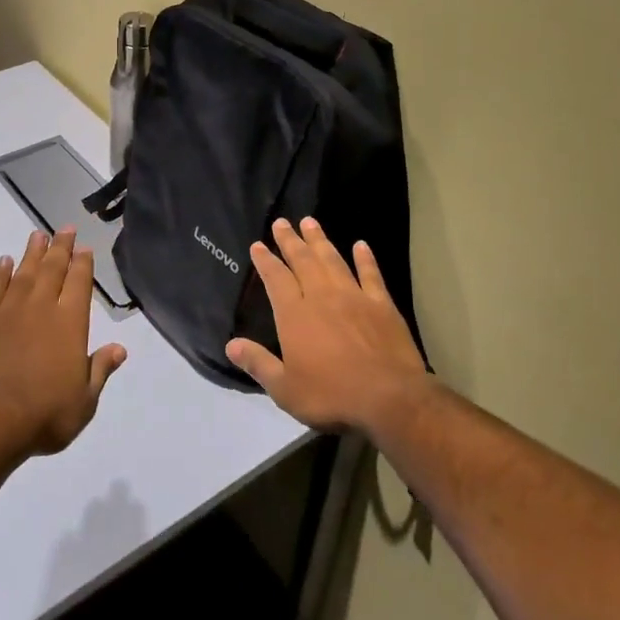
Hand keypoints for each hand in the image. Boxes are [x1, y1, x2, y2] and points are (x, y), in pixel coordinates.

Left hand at [0, 227, 126, 457]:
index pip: (79, 283)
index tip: (84, 247)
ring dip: (31, 253)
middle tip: (65, 228)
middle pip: (52, 270)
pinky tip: (3, 262)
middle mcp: (40, 308)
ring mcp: (7, 312)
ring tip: (37, 235)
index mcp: (70, 324)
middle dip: (60, 248)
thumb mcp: (84, 401)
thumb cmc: (44, 415)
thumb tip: (120, 348)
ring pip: (22, 273)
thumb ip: (100, 370)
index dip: (83, 264)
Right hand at [226, 218, 427, 434]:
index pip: (276, 279)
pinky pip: (371, 274)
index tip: (258, 245)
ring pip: (332, 260)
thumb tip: (231, 344)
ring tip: (310, 222)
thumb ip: (258, 363)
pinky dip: (365, 258)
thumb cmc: (331, 395)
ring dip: (320, 240)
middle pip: (303, 261)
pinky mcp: (381, 304)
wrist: (389, 398)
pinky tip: (361, 245)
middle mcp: (321, 296)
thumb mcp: (285, 389)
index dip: (265, 261)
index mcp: (295, 315)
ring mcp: (354, 297)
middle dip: (290, 240)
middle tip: (281, 222)